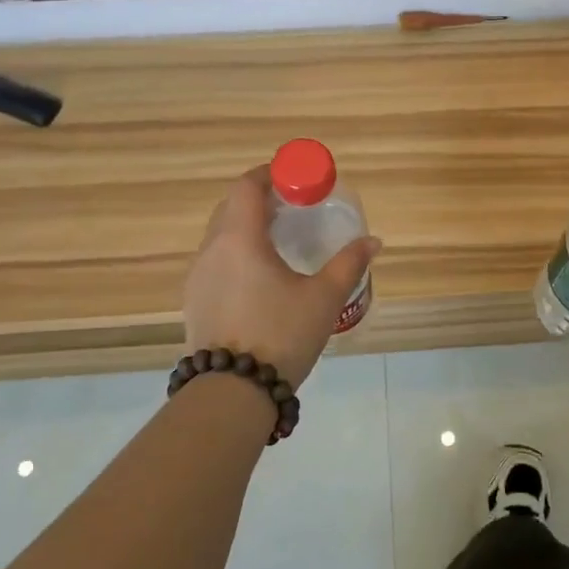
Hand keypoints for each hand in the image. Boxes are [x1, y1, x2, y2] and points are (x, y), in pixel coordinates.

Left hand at [182, 165, 380, 387]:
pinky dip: (236, 254)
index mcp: (240, 239)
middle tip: (294, 209)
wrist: (232, 393)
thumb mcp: (324, 298)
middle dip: (261, 200)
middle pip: (231, 207)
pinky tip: (260, 279)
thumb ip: (349, 263)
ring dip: (247, 228)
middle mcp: (211, 250)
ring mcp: (197, 277)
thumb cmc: (281, 335)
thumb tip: (373, 241)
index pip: (246, 186)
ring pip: (220, 236)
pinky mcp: (194, 302)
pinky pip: (215, 262)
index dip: (271, 175)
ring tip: (280, 243)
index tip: (296, 179)